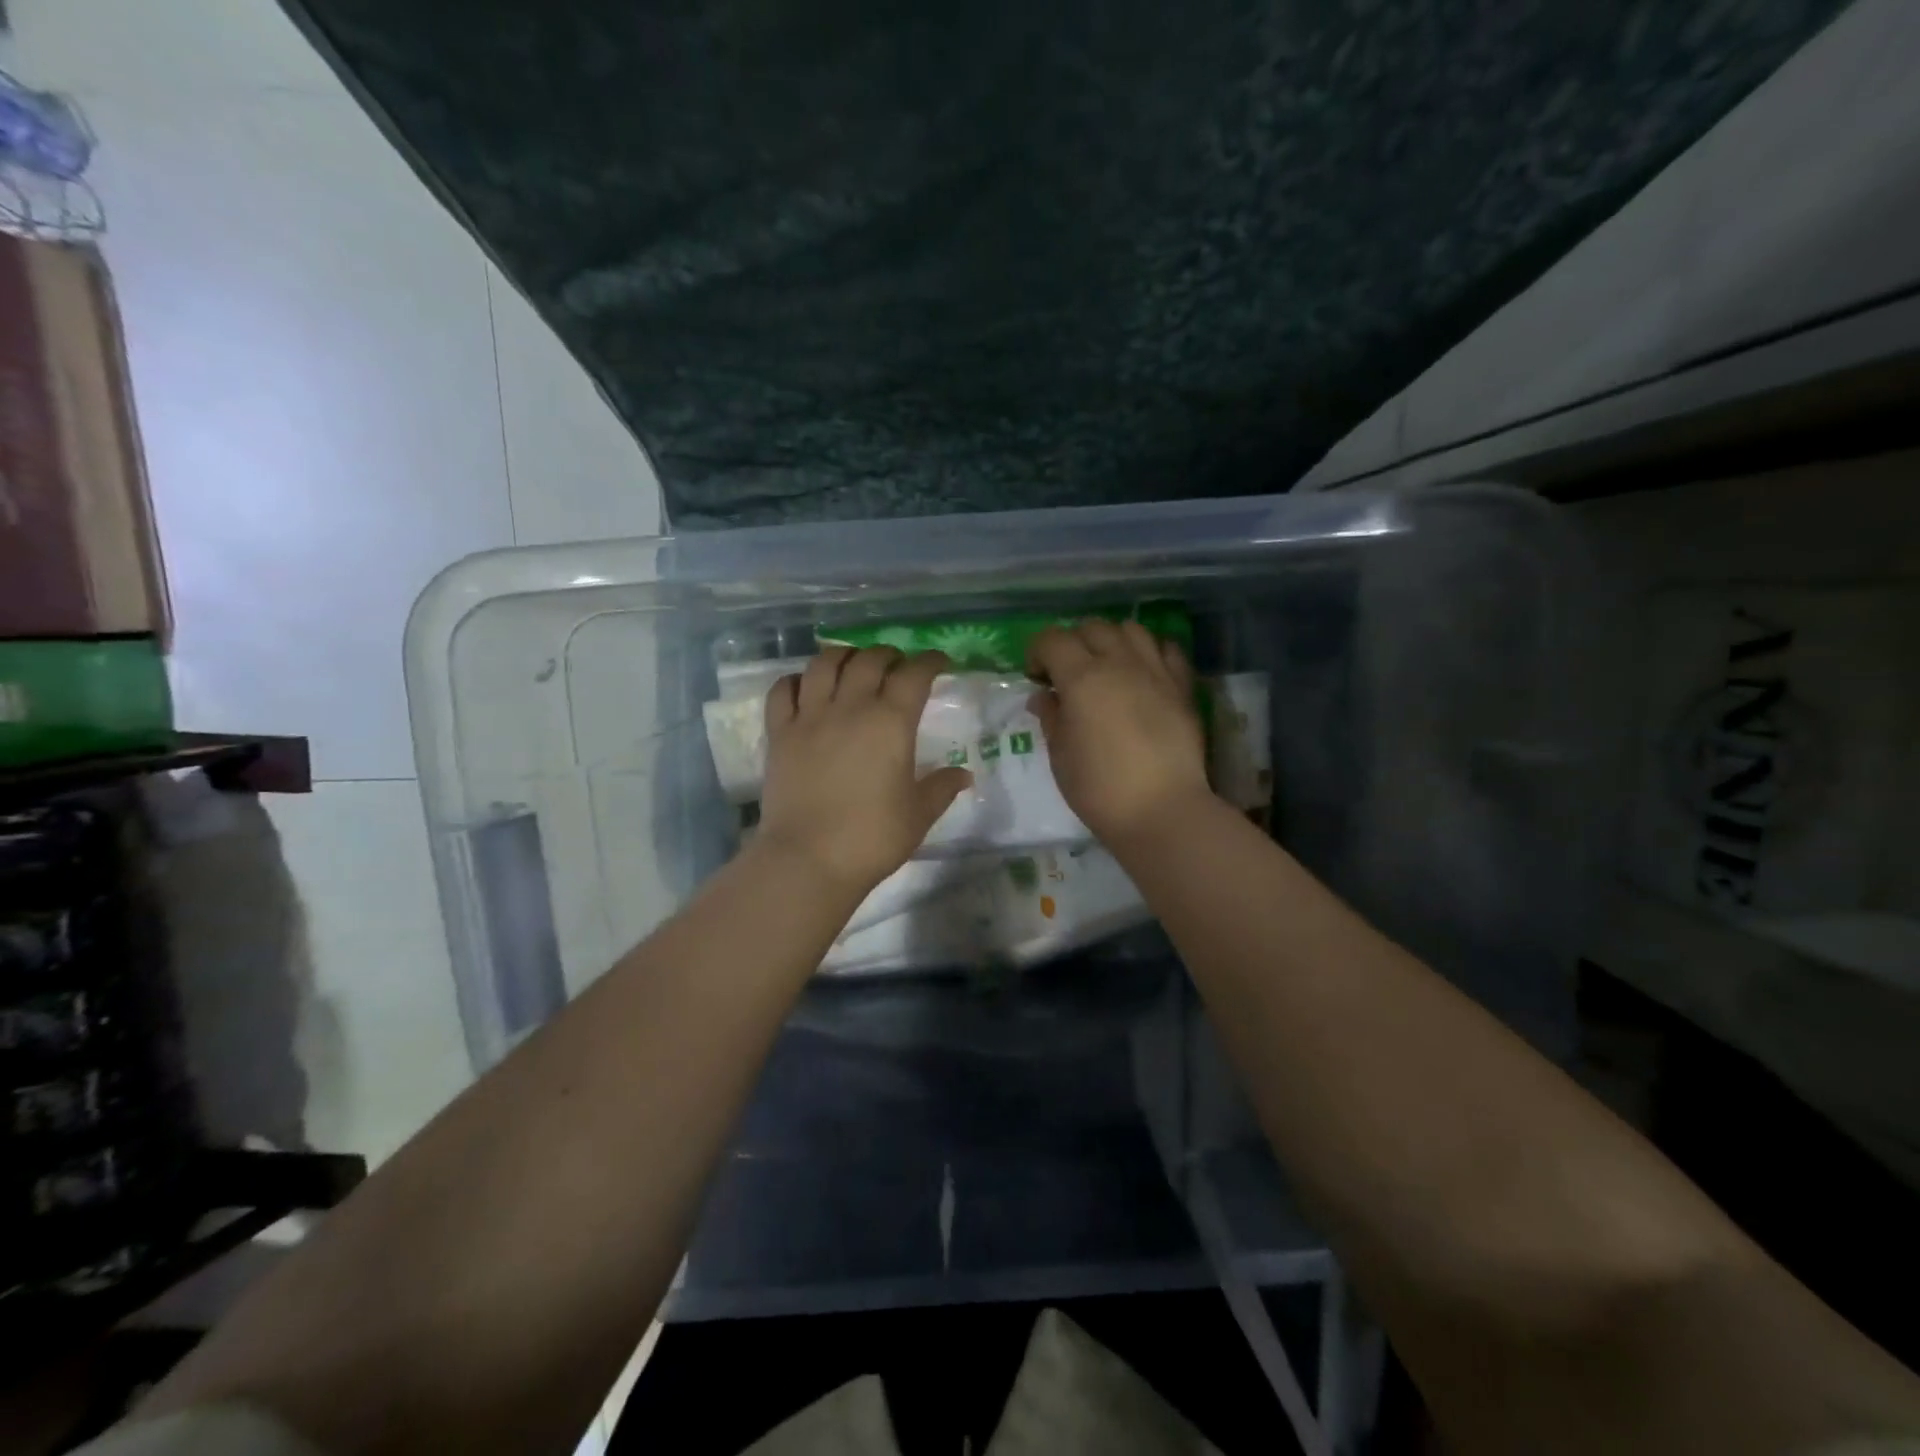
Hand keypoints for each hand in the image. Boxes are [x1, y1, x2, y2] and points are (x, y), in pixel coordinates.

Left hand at [757, 647, 972, 897]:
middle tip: (897, 664)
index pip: (914, 675)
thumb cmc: (871, 837)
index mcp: (891, 723)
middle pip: (870, 660)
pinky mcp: (779, 733)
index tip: (939, 661)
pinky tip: (805, 685)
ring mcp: (810, 717)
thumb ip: (941, 788)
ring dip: (844, 655)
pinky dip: (797, 679)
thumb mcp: (918, 815)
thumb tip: (964, 775)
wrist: (808, 858)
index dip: (930, 661)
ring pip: (824, 664)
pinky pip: (783, 690)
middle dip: (888, 654)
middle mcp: (851, 707)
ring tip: (853, 663)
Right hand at [1027, 621, 1211, 845]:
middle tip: (1068, 673)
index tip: (1036, 677)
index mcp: (1082, 678)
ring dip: (1111, 641)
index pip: (1052, 640)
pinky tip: (1142, 673)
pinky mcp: (1183, 686)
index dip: (1037, 652)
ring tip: (1107, 667)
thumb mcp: (1060, 756)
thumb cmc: (1099, 789)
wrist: (1162, 811)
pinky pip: (1166, 649)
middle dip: (1073, 643)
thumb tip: (1044, 696)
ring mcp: (1156, 671)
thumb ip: (1051, 717)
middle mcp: (1120, 663)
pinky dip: (1149, 651)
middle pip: (1092, 628)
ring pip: (1130, 629)